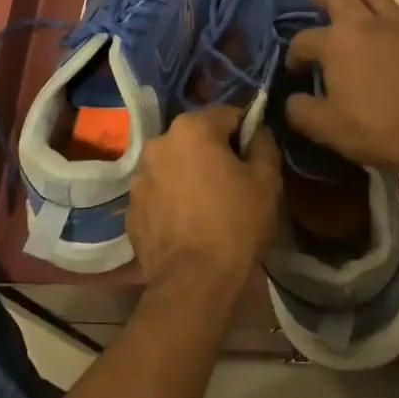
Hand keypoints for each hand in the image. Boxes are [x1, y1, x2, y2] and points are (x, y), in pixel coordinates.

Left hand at [128, 105, 280, 301]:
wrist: (193, 282)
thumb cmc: (236, 223)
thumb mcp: (267, 180)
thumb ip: (264, 144)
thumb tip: (258, 132)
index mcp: (192, 128)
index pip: (228, 115)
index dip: (247, 133)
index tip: (257, 157)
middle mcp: (159, 142)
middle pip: (197, 138)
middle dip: (215, 152)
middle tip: (236, 182)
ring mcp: (139, 176)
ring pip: (175, 164)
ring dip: (191, 174)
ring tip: (210, 206)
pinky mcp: (131, 208)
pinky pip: (160, 192)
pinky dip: (173, 200)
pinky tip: (189, 224)